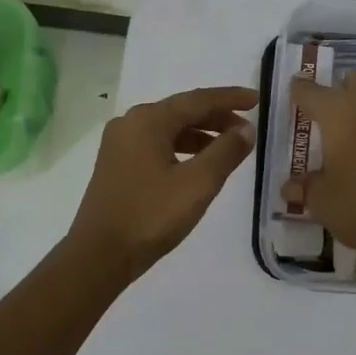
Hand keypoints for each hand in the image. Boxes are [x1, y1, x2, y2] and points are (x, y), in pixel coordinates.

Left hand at [68, 85, 257, 281]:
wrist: (99, 255)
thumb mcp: (198, 183)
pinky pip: (157, 144)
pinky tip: (199, 164)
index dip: (230, 99)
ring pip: (169, 129)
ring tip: (229, 147)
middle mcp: (130, 123)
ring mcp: (120, 144)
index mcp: (148, 120)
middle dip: (217, 117)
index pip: (198, 100)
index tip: (257, 100)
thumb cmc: (151, 215)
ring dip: (201, 134)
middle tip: (248, 128)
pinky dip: (183, 148)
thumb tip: (246, 129)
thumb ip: (226, 151)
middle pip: (182, 111)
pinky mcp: (117, 165)